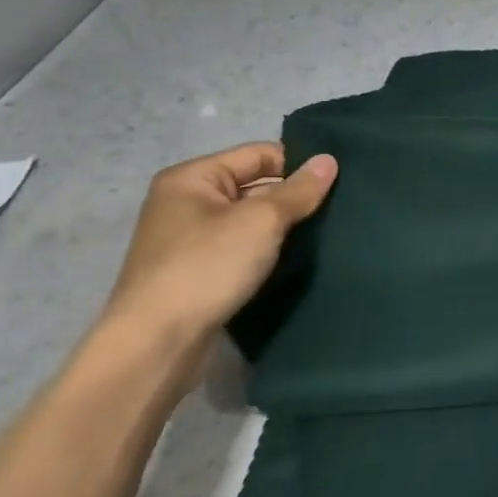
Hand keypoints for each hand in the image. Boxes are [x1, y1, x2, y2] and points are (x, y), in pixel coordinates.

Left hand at [104, 143, 336, 345]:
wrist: (158, 342)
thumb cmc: (207, 267)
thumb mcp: (261, 221)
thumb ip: (299, 190)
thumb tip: (329, 159)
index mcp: (192, 178)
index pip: (260, 154)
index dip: (298, 165)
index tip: (337, 184)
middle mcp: (187, 202)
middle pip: (256, 186)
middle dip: (293, 197)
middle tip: (339, 209)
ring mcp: (190, 239)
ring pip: (252, 220)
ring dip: (284, 226)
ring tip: (326, 233)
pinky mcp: (199, 271)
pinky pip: (243, 247)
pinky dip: (268, 250)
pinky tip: (297, 259)